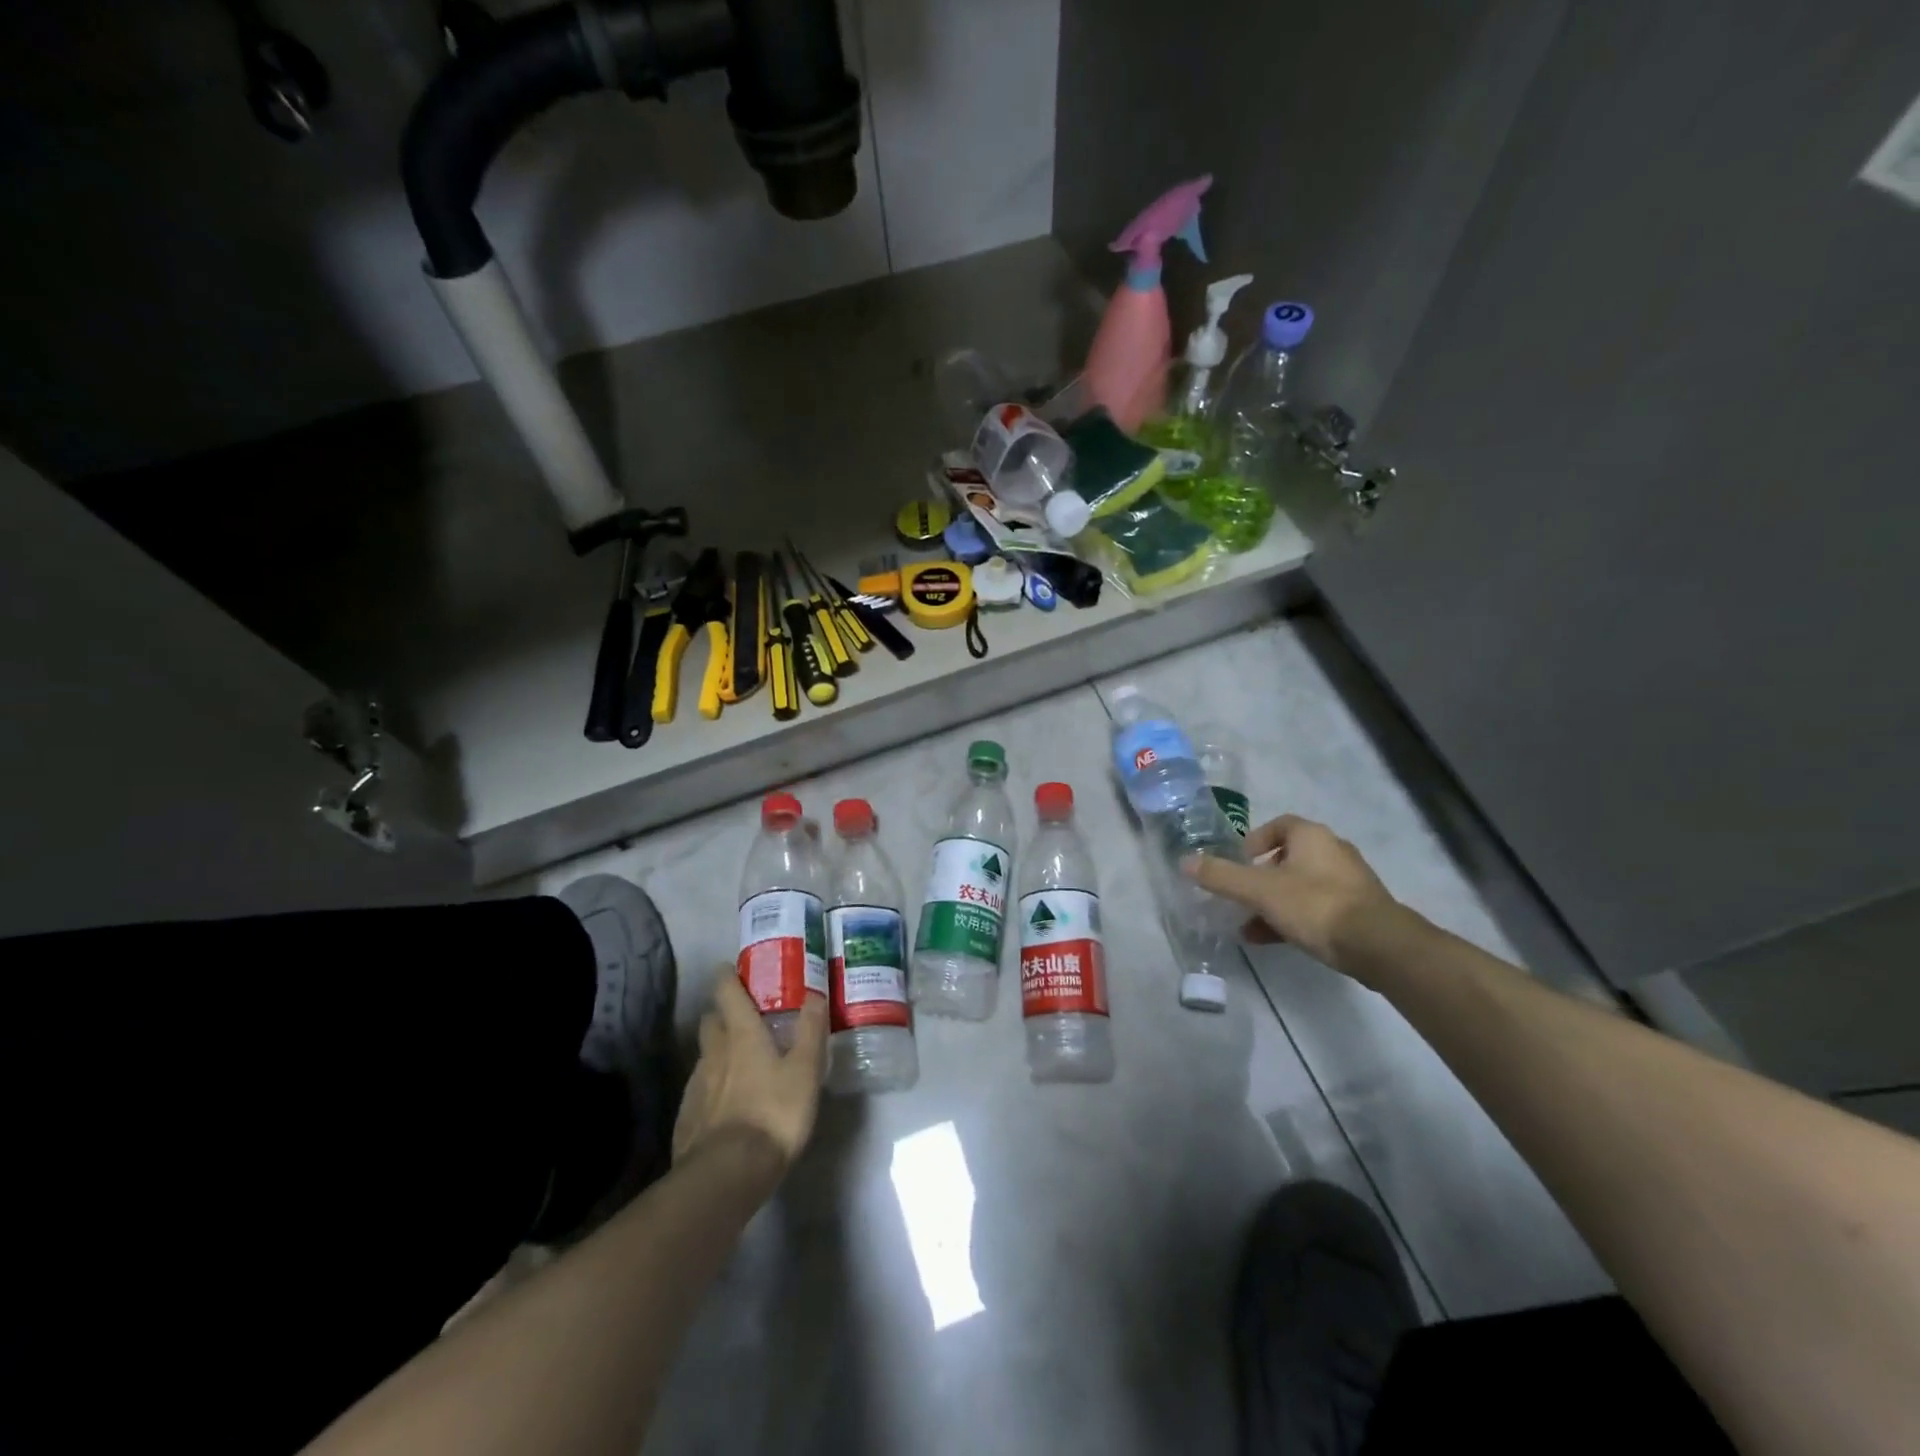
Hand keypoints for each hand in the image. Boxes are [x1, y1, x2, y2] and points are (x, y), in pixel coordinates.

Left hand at [672, 977, 827, 1178]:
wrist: (727, 1175)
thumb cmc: (773, 1113)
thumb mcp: (805, 1070)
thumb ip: (810, 1030)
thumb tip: (814, 993)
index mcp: (742, 1036)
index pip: (727, 994)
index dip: (727, 977)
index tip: (729, 968)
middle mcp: (714, 1053)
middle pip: (710, 1021)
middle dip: (721, 1013)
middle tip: (740, 1014)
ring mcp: (696, 1087)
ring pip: (704, 1056)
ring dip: (717, 1050)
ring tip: (737, 1059)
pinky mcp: (687, 1118)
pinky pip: (699, 1090)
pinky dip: (711, 1085)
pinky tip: (724, 1101)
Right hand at [1182, 814, 1399, 972]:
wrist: (1379, 946)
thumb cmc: (1315, 906)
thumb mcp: (1259, 891)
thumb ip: (1221, 876)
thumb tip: (1185, 861)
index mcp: (1311, 836)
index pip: (1278, 825)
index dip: (1253, 841)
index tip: (1238, 863)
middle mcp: (1333, 851)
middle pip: (1287, 857)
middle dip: (1259, 878)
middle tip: (1239, 896)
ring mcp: (1349, 882)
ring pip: (1300, 886)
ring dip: (1272, 902)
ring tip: (1248, 925)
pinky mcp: (1358, 911)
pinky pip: (1316, 907)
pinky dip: (1292, 918)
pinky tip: (1272, 940)